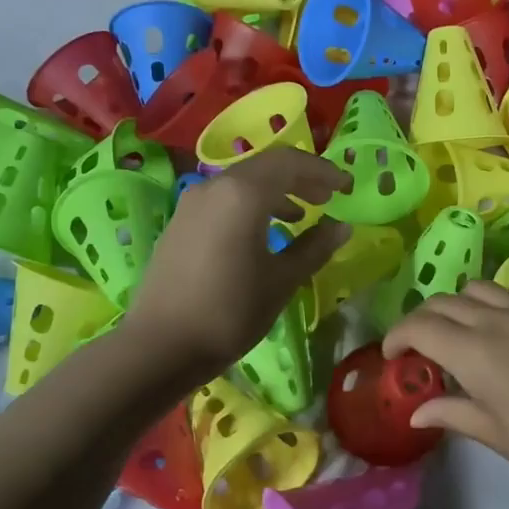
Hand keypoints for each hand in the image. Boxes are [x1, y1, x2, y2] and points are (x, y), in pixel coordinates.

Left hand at [124, 149, 350, 374]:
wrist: (160, 345)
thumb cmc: (230, 311)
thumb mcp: (282, 280)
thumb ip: (315, 247)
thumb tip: (342, 226)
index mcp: (243, 193)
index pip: (291, 162)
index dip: (323, 171)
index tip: (347, 187)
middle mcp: (215, 186)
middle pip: (265, 166)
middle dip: (301, 178)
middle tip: (329, 197)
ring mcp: (192, 203)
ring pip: (243, 182)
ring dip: (276, 191)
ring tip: (301, 215)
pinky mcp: (180, 223)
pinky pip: (224, 199)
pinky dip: (251, 204)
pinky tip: (263, 233)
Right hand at [382, 280, 508, 508]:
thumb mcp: (497, 436)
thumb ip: (453, 413)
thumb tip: (417, 412)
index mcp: (477, 352)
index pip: (420, 326)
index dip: (397, 337)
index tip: (392, 357)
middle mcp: (500, 320)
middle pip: (444, 301)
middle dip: (422, 320)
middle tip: (419, 349)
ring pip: (480, 289)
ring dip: (457, 306)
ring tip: (459, 336)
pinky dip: (493, 309)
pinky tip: (503, 340)